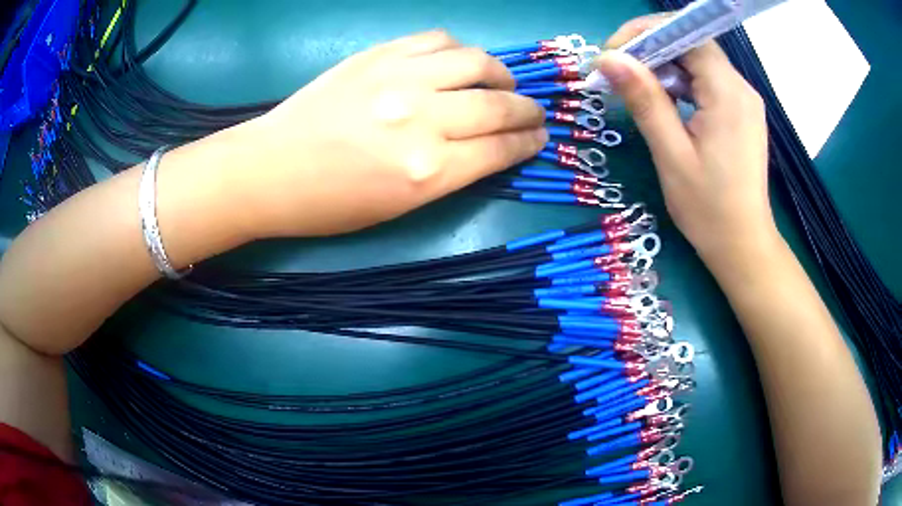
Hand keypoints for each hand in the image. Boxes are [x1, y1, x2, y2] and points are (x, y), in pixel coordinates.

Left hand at [237, 31, 546, 237]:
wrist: (270, 169)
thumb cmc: (330, 204)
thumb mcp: (400, 207)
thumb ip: (452, 173)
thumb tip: (488, 147)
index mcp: (429, 172)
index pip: (501, 149)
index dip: (528, 142)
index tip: (540, 136)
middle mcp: (423, 119)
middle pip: (497, 105)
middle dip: (527, 110)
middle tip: (533, 112)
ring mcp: (399, 79)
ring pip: (475, 61)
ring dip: (500, 73)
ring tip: (501, 82)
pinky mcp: (378, 56)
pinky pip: (436, 40)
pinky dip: (458, 50)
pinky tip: (458, 62)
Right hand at [594, 16, 773, 261]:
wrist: (743, 246)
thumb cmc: (709, 208)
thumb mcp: (672, 154)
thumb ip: (644, 100)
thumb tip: (608, 58)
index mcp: (728, 93)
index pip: (686, 35)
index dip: (646, 32)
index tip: (613, 51)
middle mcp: (741, 88)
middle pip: (692, 45)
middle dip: (651, 48)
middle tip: (617, 70)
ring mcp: (743, 100)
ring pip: (698, 62)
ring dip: (664, 66)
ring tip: (636, 87)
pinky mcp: (740, 113)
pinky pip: (707, 82)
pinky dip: (681, 83)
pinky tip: (664, 102)